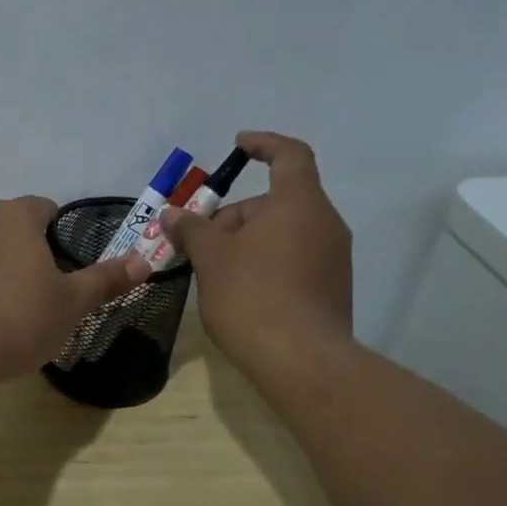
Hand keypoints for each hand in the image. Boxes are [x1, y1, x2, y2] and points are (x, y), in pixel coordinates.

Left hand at [0, 197, 148, 384]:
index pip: (48, 209)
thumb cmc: (18, 318)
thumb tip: (145, 260)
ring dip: (9, 273)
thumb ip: (107, 279)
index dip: (65, 237)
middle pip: (18, 230)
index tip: (72, 272)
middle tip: (53, 295)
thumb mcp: (73, 302)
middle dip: (37, 255)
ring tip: (22, 313)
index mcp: (15, 215)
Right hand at [161, 131, 352, 369]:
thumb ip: (192, 229)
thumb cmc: (252, 296)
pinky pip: (296, 257)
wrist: (300, 361)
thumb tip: (172, 214)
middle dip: (236, 214)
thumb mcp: (211, 258)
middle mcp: (325, 223)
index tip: (237, 147)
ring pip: (286, 231)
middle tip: (201, 241)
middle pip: (279, 201)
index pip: (289, 155)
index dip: (263, 145)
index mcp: (299, 203)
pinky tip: (240, 290)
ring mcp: (334, 257)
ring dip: (249, 240)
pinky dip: (267, 260)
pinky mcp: (332, 287)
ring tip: (214, 269)